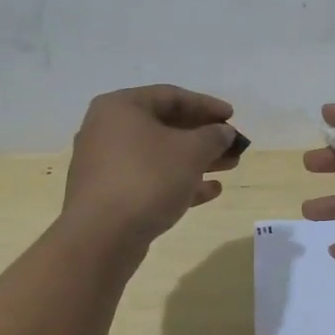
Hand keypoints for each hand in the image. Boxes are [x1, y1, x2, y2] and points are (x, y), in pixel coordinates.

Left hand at [63, 85, 241, 245]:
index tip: (233, 116)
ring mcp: (105, 165)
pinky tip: (209, 191)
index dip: (206, 105)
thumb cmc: (147, 178)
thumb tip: (224, 132)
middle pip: (165, 126)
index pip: (171, 96)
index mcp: (121, 107)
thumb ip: (214, 136)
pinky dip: (178, 181)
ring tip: (229, 167)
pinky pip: (149, 179)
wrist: (101, 238)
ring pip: (159, 155)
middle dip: (204, 136)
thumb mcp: (191, 151)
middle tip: (233, 145)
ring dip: (196, 160)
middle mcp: (107, 130)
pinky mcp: (108, 195)